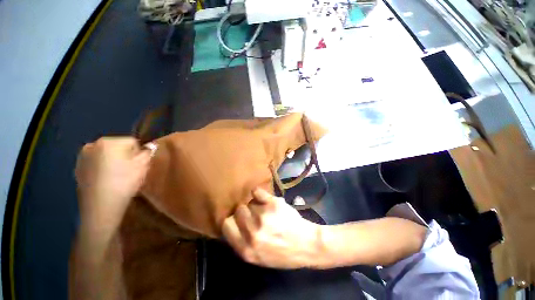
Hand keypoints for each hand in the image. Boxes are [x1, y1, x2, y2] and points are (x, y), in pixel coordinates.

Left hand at [75, 137, 151, 227]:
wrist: (101, 205)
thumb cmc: (125, 182)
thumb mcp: (143, 165)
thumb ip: (147, 153)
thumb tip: (149, 146)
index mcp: (110, 142)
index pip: (132, 141)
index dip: (139, 153)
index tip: (139, 165)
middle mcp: (93, 144)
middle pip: (118, 147)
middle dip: (125, 156)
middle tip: (129, 171)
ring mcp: (83, 157)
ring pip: (106, 155)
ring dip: (113, 162)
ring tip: (118, 176)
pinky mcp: (78, 168)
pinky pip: (96, 163)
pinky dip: (102, 168)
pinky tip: (106, 180)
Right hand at [222, 188, 321, 268]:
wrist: (307, 246)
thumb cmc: (284, 253)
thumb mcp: (259, 257)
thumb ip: (243, 242)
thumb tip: (231, 223)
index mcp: (246, 250)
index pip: (226, 225)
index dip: (232, 220)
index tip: (238, 219)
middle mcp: (252, 233)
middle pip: (238, 211)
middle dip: (245, 211)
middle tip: (254, 213)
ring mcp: (263, 217)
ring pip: (249, 202)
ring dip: (255, 205)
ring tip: (265, 209)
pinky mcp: (273, 205)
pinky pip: (257, 191)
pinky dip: (259, 193)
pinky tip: (264, 197)